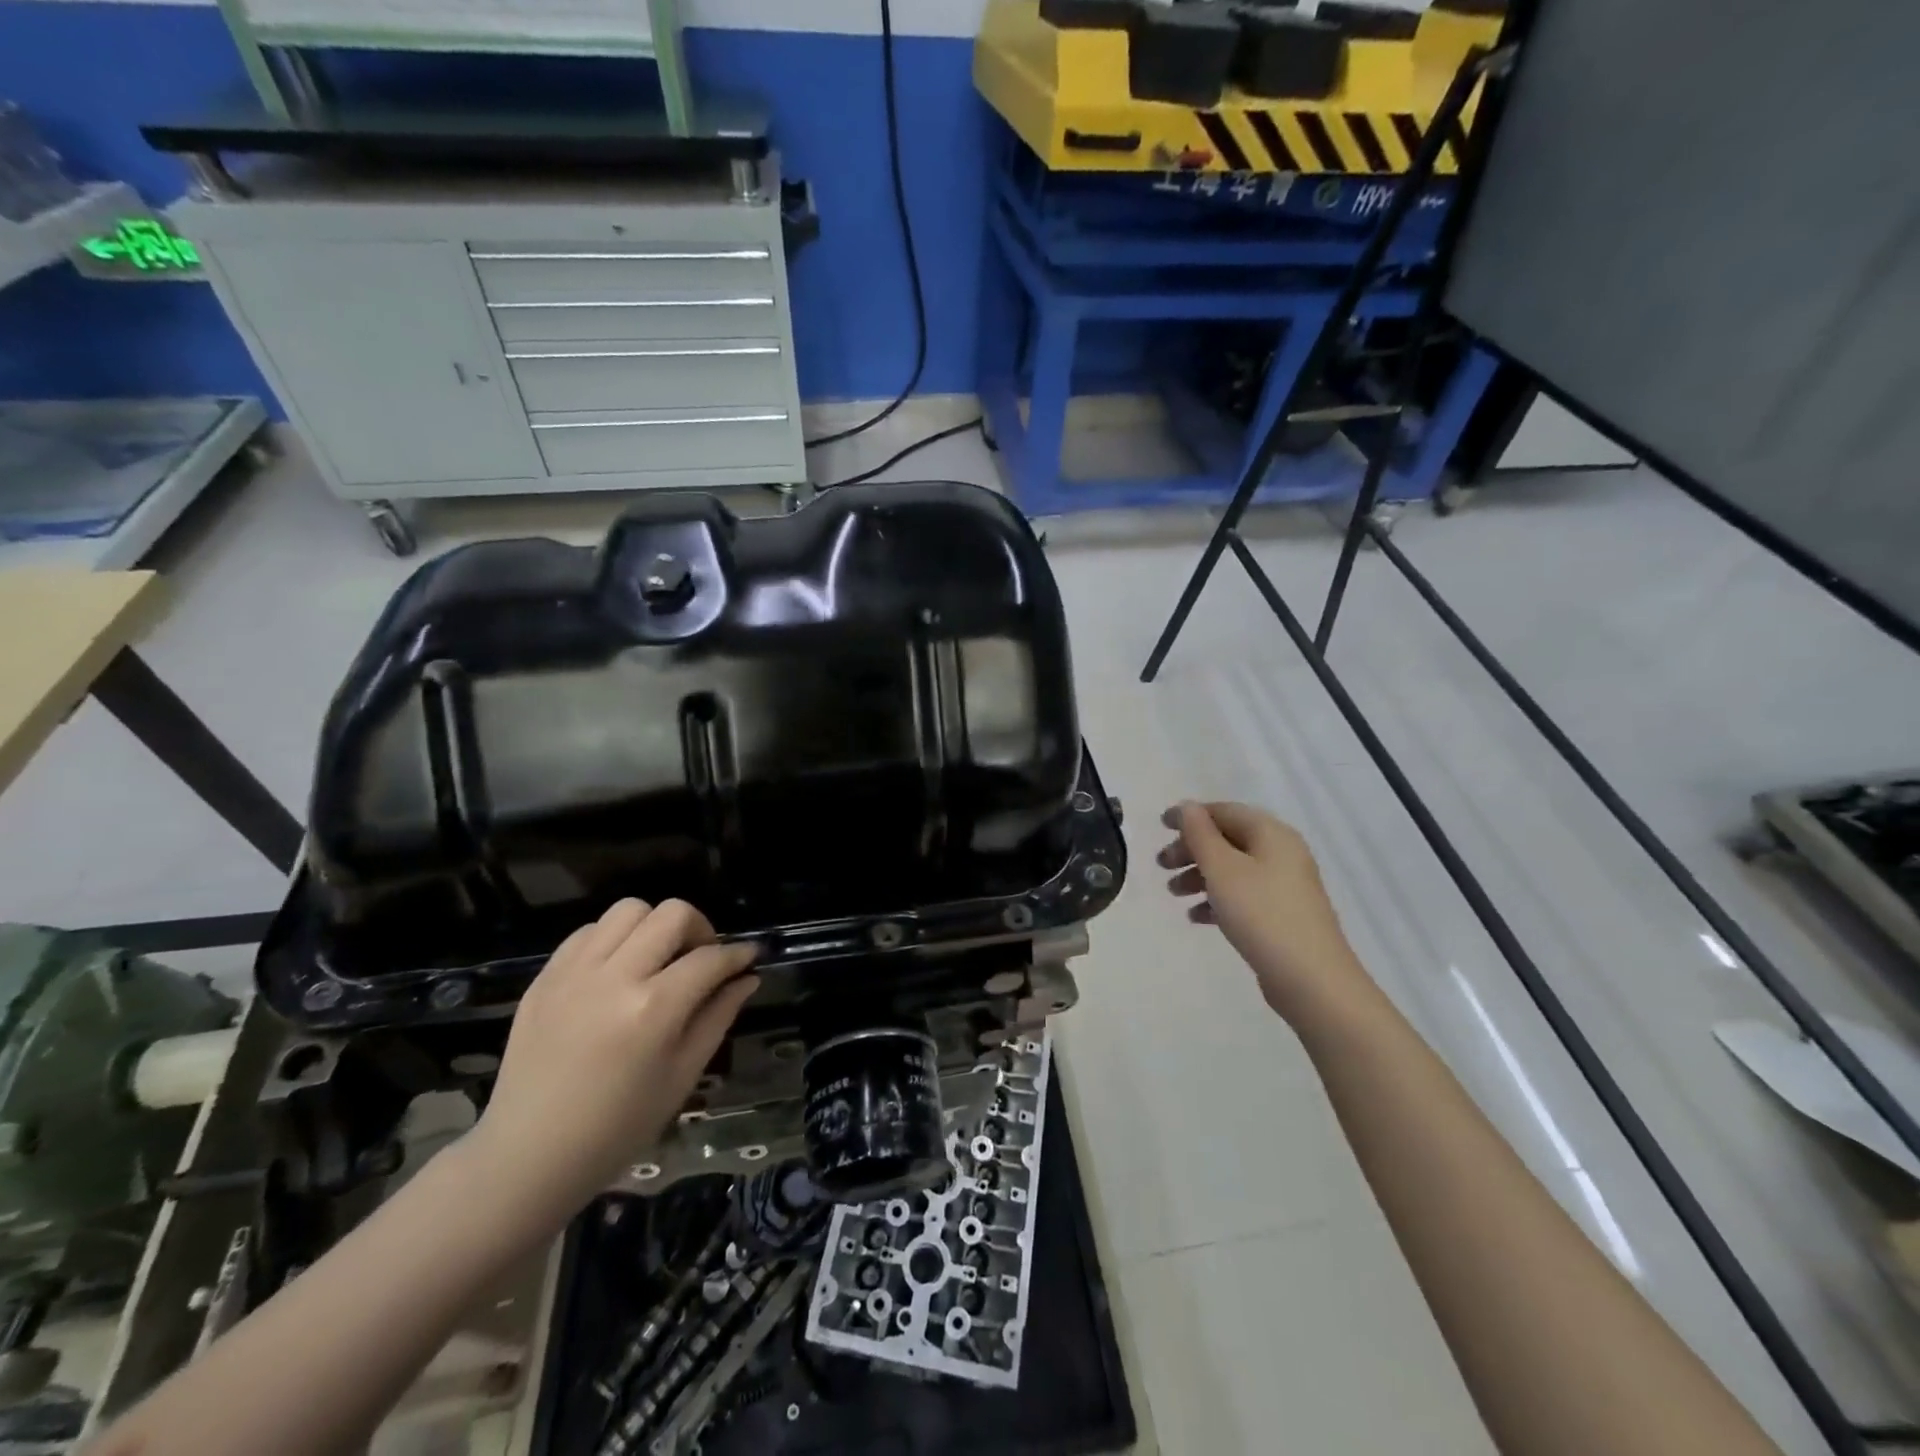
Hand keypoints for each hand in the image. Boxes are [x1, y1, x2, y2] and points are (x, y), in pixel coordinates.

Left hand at [470, 899, 758, 1221]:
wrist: (528, 1156)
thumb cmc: (618, 1126)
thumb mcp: (682, 1075)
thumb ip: (718, 1017)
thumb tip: (748, 978)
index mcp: (653, 1009)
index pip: (710, 958)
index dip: (737, 954)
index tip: (749, 958)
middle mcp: (614, 978)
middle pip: (671, 914)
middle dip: (699, 927)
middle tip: (701, 957)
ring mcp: (574, 974)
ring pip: (628, 910)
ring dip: (653, 926)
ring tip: (656, 959)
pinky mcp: (544, 978)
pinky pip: (588, 932)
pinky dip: (612, 939)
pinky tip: (617, 970)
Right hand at [1158, 801, 1370, 1023]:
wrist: (1311, 980)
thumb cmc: (1261, 914)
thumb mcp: (1222, 869)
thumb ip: (1200, 834)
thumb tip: (1187, 807)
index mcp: (1271, 834)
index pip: (1224, 811)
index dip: (1190, 815)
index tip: (1160, 827)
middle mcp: (1281, 853)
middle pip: (1228, 839)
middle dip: (1191, 849)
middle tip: (1161, 865)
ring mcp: (1284, 885)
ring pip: (1233, 869)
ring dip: (1200, 875)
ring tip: (1174, 893)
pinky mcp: (1282, 914)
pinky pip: (1243, 895)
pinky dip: (1217, 899)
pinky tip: (1196, 917)